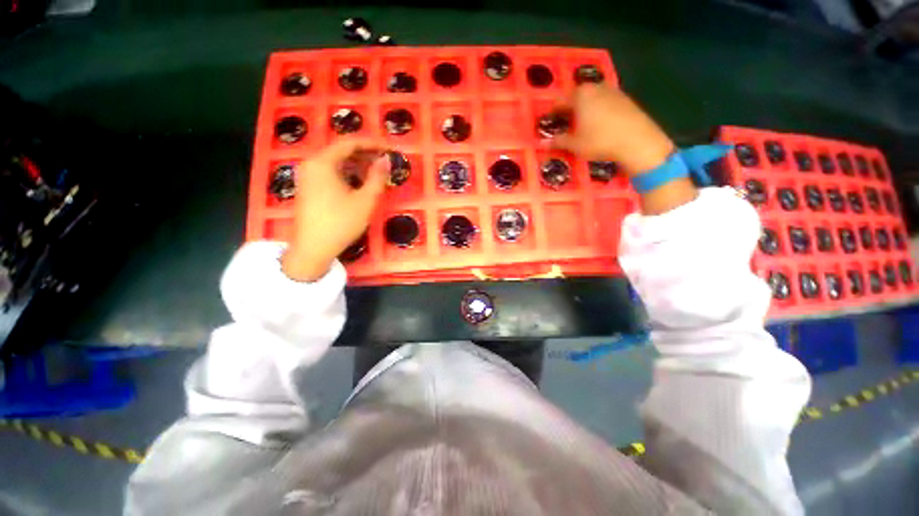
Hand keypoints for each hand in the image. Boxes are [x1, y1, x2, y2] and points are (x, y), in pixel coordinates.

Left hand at [281, 139, 388, 281]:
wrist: (313, 248)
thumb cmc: (341, 223)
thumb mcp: (365, 200)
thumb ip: (377, 177)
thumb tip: (386, 160)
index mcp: (323, 162)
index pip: (350, 143)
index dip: (372, 144)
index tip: (389, 149)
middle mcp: (311, 164)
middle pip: (341, 151)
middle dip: (365, 155)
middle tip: (385, 162)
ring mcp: (307, 176)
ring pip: (336, 163)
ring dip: (357, 166)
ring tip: (376, 173)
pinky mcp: (308, 188)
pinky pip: (330, 173)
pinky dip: (347, 174)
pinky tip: (359, 184)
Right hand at [551, 85, 675, 174]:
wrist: (637, 141)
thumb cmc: (600, 141)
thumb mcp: (575, 145)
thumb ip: (558, 141)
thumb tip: (544, 143)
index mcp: (580, 96)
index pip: (560, 101)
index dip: (553, 111)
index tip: (550, 120)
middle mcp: (595, 88)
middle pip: (577, 96)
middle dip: (570, 108)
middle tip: (565, 122)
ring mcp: (612, 91)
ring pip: (592, 98)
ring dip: (585, 108)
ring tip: (581, 124)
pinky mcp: (625, 98)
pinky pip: (605, 102)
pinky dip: (598, 110)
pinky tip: (599, 124)